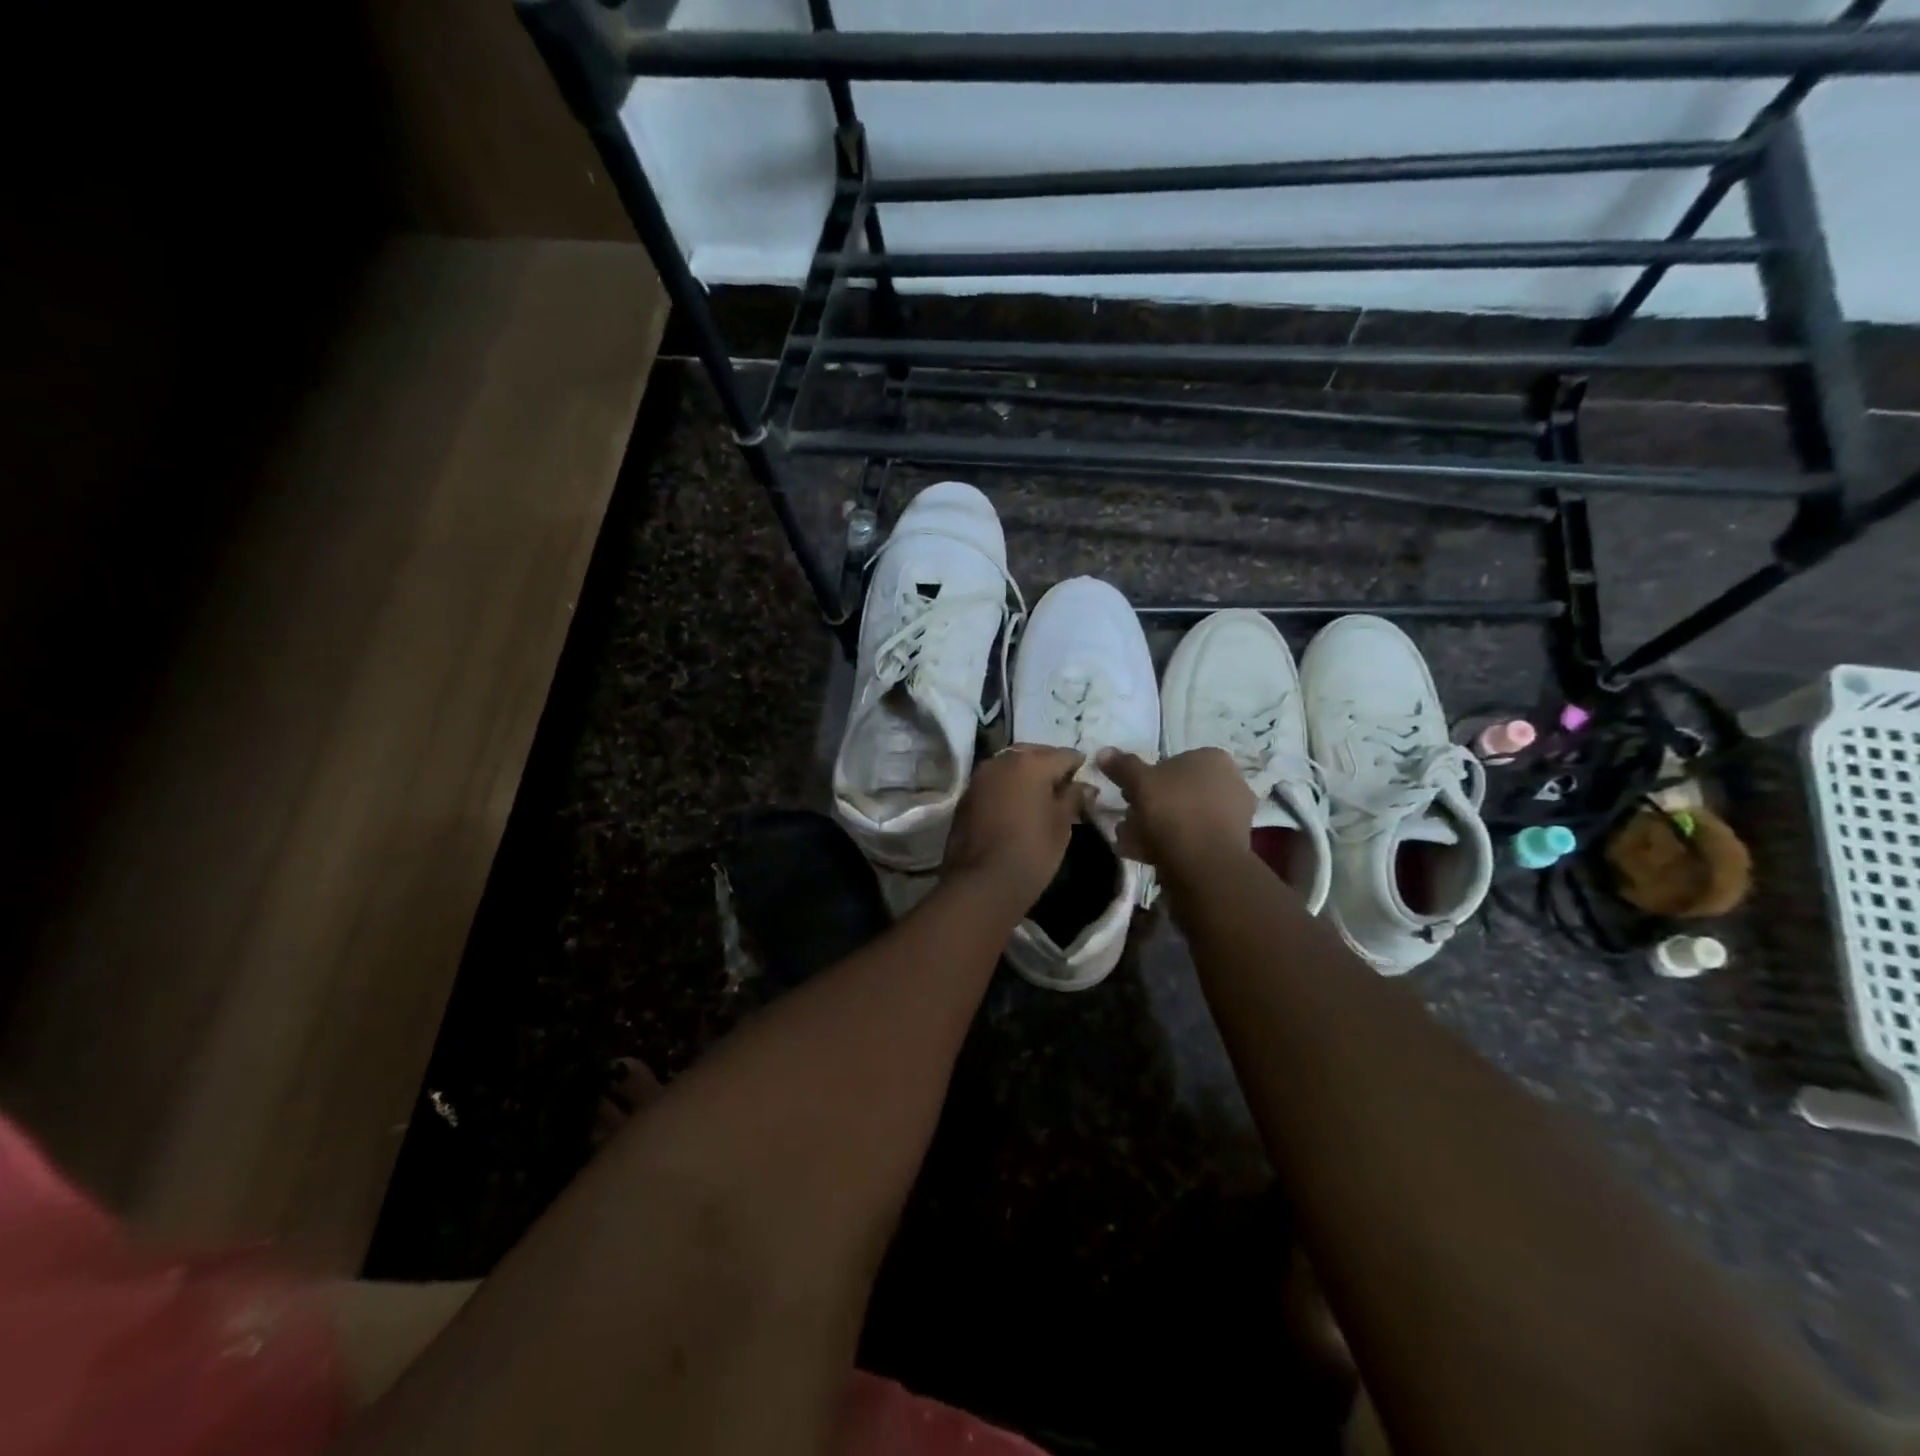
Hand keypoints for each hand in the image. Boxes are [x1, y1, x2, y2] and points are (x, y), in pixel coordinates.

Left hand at [943, 745, 1093, 912]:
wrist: (981, 883)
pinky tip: (1018, 805)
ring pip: (1010, 766)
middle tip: (1065, 785)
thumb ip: (1073, 797)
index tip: (1086, 777)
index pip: (1063, 755)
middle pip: (1033, 754)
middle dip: (1050, 765)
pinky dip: (1009, 786)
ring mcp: (980, 778)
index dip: (1078, 764)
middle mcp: (1001, 761)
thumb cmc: (1031, 851)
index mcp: (1030, 763)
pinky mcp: (966, 796)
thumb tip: (1085, 786)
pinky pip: (995, 782)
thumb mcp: (1061, 825)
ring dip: (1026, 774)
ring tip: (1042, 796)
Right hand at [1097, 747, 1254, 870]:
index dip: (1145, 780)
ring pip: (1183, 816)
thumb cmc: (1173, 812)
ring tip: (1133, 843)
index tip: (1129, 796)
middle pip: (1177, 792)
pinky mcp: (1232, 844)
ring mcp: (1235, 814)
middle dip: (1150, 807)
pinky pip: (1194, 837)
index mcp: (1212, 758)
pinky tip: (1150, 856)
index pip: (1170, 764)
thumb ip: (1122, 766)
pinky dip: (1173, 844)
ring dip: (1157, 828)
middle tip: (1129, 822)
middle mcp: (1230, 781)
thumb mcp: (1139, 783)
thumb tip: (1104, 752)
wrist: (1205, 864)